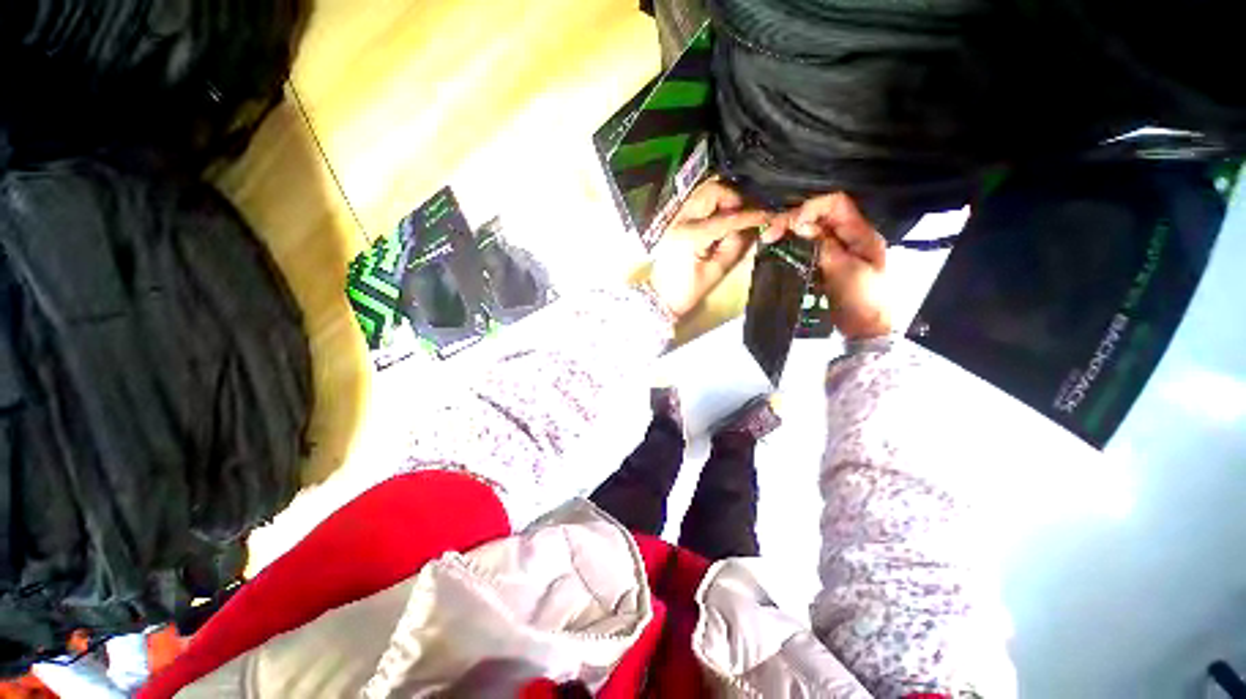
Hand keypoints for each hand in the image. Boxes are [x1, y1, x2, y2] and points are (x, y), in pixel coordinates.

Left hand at [648, 179, 769, 319]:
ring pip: (703, 193)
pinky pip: (697, 203)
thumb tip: (753, 226)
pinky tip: (721, 220)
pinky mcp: (674, 222)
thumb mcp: (715, 272)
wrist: (659, 298)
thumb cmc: (686, 292)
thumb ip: (735, 246)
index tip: (770, 215)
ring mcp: (674, 218)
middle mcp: (680, 220)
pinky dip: (713, 205)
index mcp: (690, 235)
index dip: (751, 216)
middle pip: (712, 190)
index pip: (727, 218)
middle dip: (734, 198)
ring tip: (734, 217)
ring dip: (723, 199)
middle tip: (746, 214)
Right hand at [768, 193, 890, 339]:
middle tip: (769, 235)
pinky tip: (778, 250)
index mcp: (861, 234)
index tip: (791, 226)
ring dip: (789, 233)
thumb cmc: (861, 300)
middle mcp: (848, 236)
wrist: (865, 328)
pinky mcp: (825, 262)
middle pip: (819, 215)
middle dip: (793, 220)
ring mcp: (836, 249)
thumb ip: (823, 246)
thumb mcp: (844, 271)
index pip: (836, 204)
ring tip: (769, 241)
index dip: (811, 208)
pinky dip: (791, 246)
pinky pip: (807, 247)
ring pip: (810, 231)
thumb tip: (800, 225)